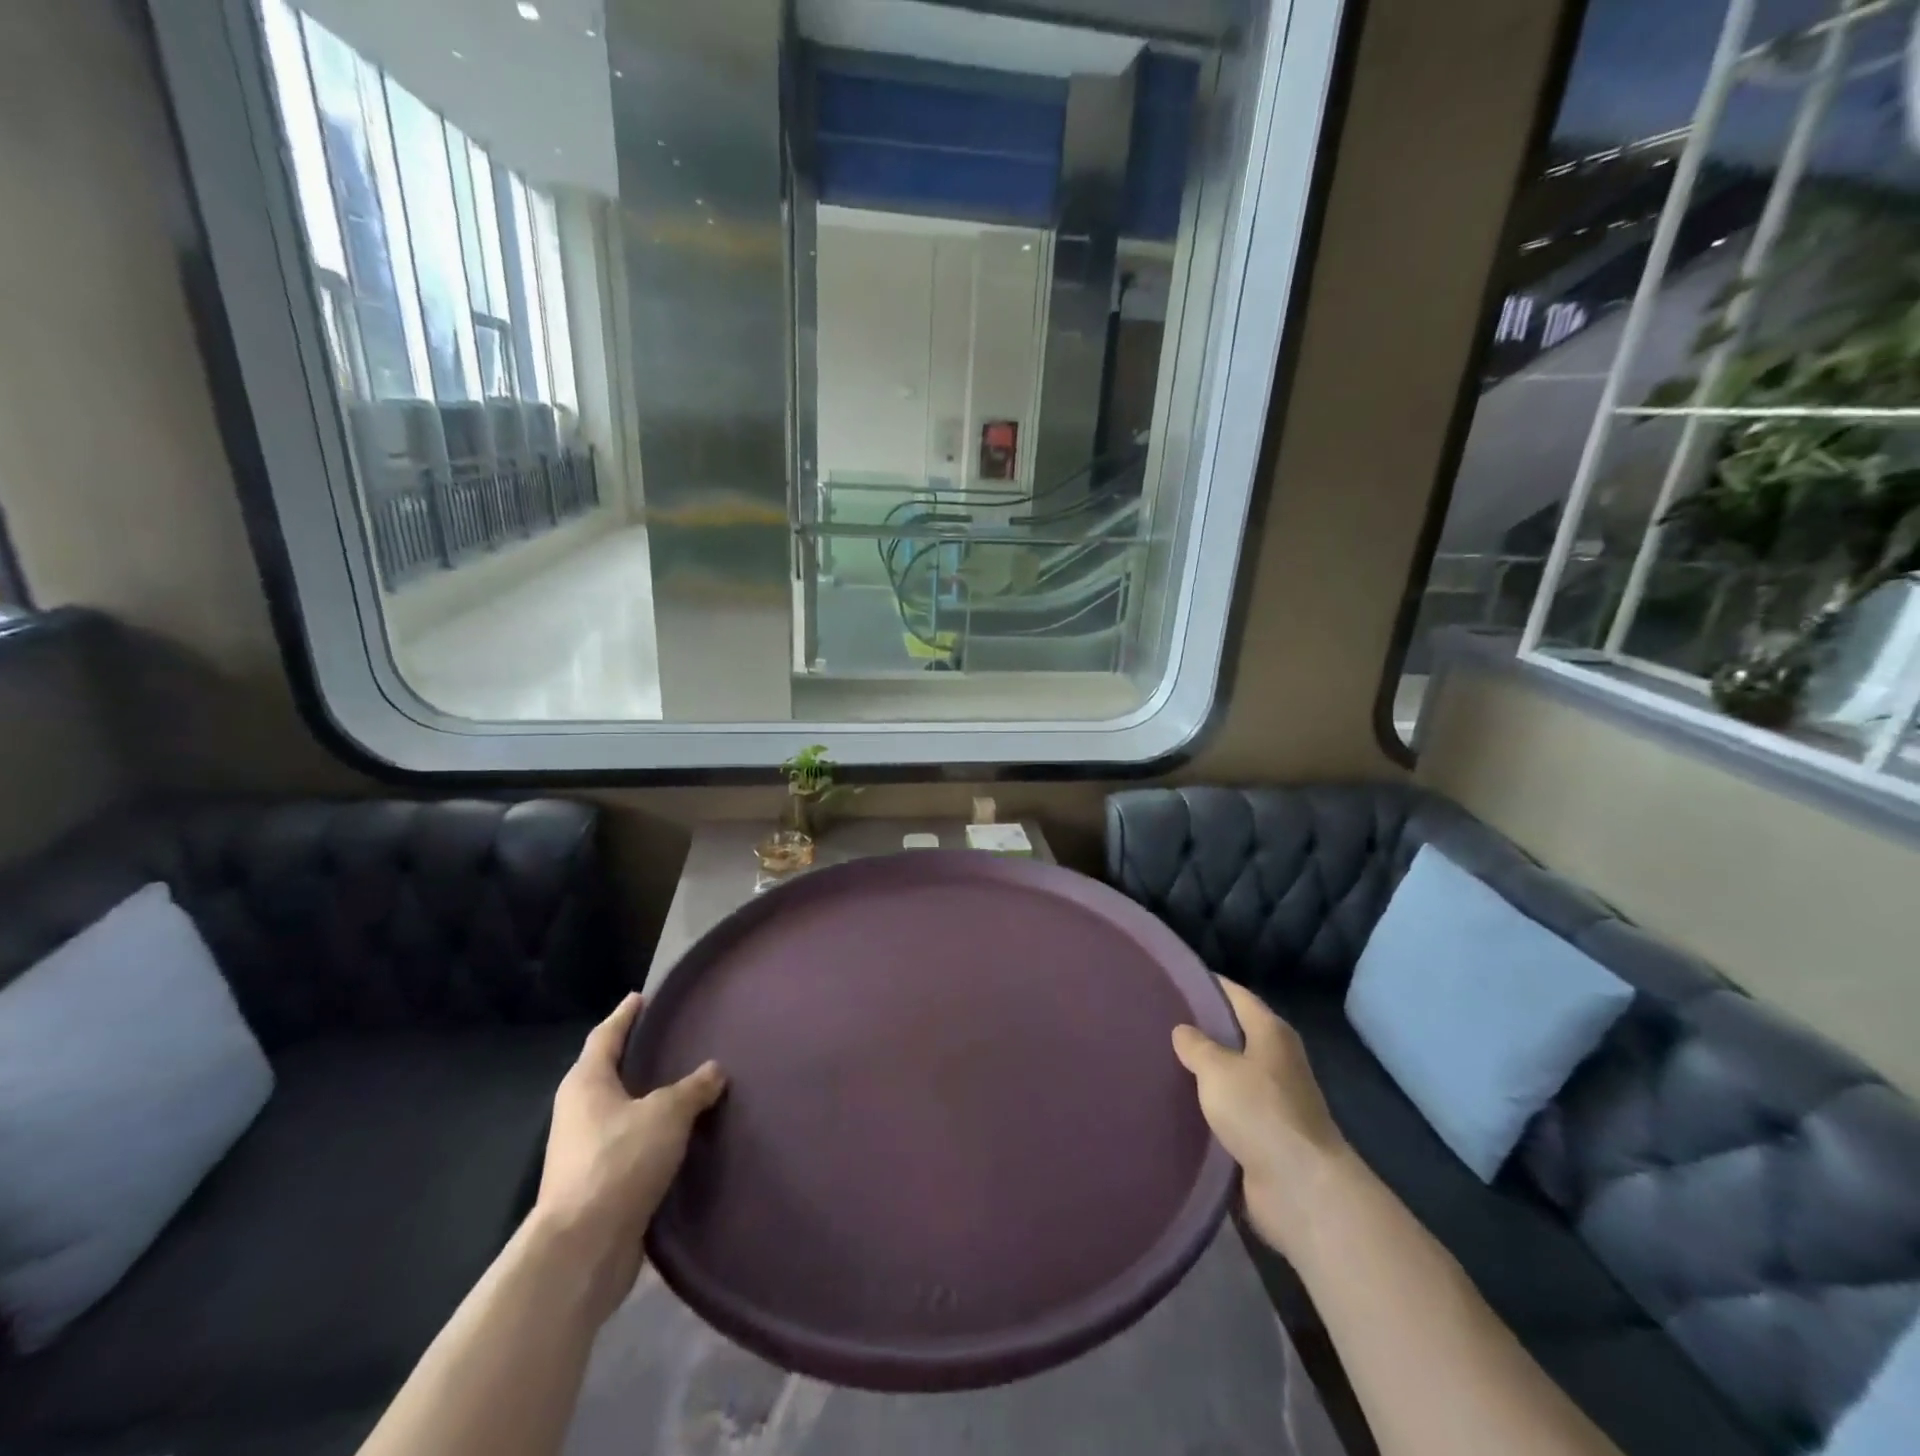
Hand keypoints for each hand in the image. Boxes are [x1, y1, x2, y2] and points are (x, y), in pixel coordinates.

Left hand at [533, 993, 726, 1314]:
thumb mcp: (667, 1114)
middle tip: (673, 1039)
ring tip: (686, 1087)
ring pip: (621, 1112)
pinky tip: (681, 1137)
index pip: (605, 1036)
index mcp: (586, 1084)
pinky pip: (630, 1147)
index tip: (642, 997)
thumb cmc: (619, 1162)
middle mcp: (578, 1113)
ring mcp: (584, 1152)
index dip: (625, 1015)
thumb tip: (715, 1070)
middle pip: (608, 1073)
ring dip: (647, 1100)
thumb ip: (693, 1088)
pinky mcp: (598, 1186)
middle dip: (636, 1057)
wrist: (582, 1250)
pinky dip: (652, 1136)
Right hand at [1173, 978, 1350, 1258]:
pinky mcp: (1263, 1136)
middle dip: (1198, 1030)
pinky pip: (1227, 1112)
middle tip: (1153, 1021)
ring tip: (1156, 1060)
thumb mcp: (1218, 1068)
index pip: (1236, 995)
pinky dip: (1205, 1108)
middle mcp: (1275, 1061)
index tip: (1173, 979)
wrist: (1300, 1190)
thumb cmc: (1260, 1112)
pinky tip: (1173, 1104)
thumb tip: (1182, 1031)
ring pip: (1227, 1075)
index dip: (1207, 984)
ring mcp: (1272, 1101)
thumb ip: (1196, 1045)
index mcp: (1271, 1033)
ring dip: (1200, 1073)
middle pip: (1232, 1034)